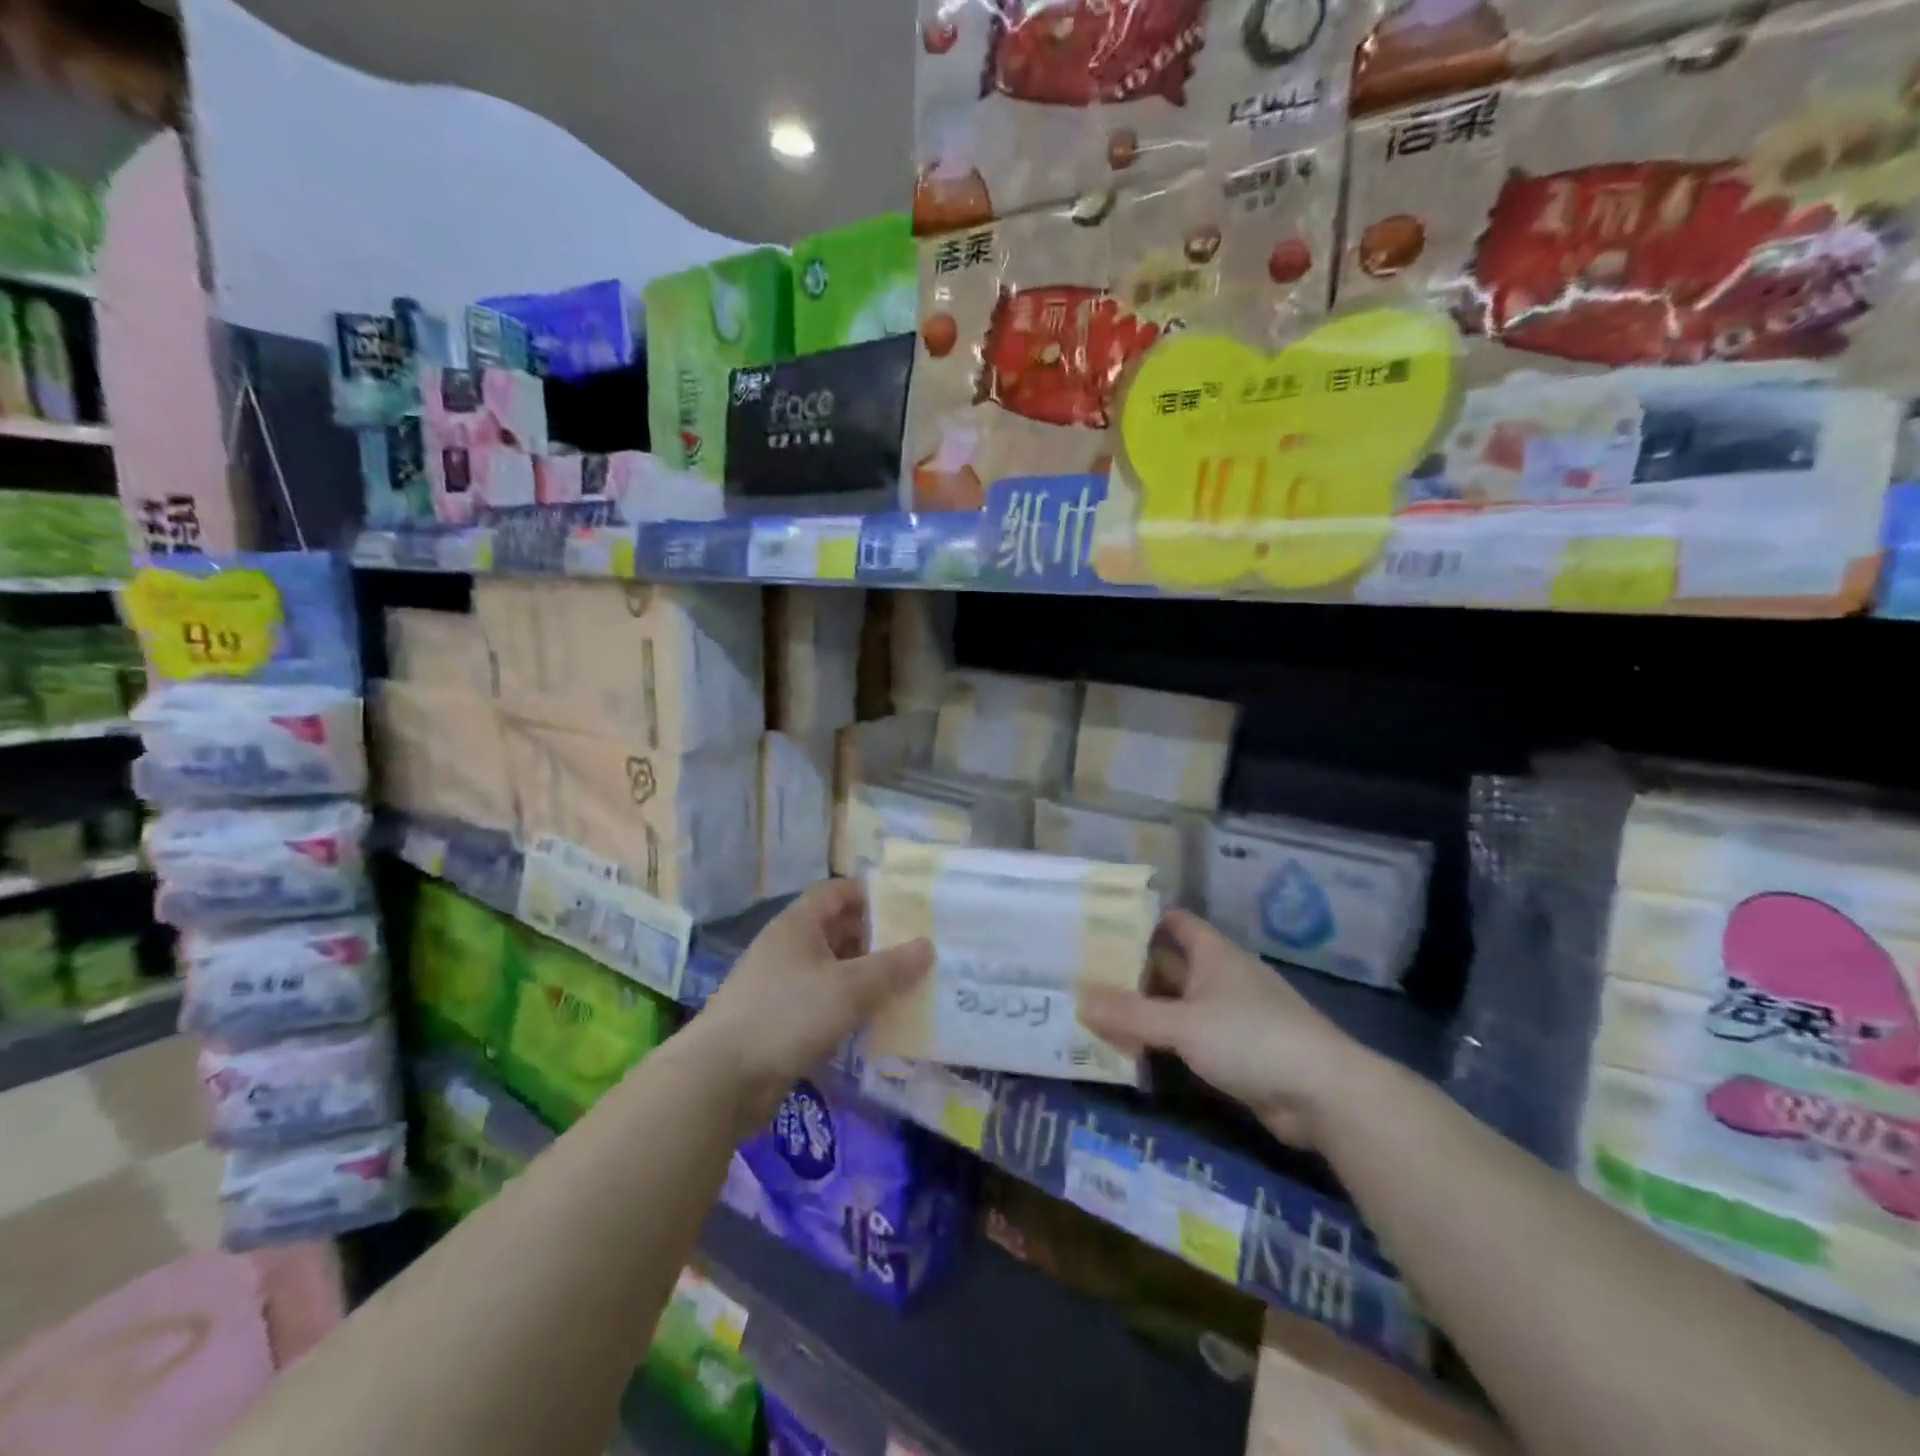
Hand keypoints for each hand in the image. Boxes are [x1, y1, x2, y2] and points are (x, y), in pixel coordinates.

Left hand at [694, 880, 931, 1121]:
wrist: (720, 1079)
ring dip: (865, 976)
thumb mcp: (847, 987)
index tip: (909, 905)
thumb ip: (890, 967)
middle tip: (919, 949)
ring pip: (832, 970)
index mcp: (797, 924)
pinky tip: (877, 1021)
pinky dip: (849, 1006)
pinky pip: (823, 1003)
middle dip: (876, 939)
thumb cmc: (786, 1015)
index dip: (871, 894)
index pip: (837, 892)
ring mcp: (781, 986)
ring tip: (908, 985)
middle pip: (837, 931)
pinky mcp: (780, 1022)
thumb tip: (928, 945)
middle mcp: (788, 948)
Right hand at [1078, 908, 1376, 1148]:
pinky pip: (1188, 1037)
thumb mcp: (1184, 1023)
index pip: (1173, 922)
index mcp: (1213, 954)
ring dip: (1144, 1009)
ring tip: (1096, 1011)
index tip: (1099, 924)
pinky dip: (1162, 1040)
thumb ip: (1130, 1014)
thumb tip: (1078, 999)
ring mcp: (1230, 1015)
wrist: (1323, 1094)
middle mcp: (1220, 977)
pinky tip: (1132, 1050)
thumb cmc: (1251, 1038)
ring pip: (1176, 1004)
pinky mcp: (1235, 1052)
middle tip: (1083, 973)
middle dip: (1130, 969)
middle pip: (1169, 964)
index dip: (1139, 919)